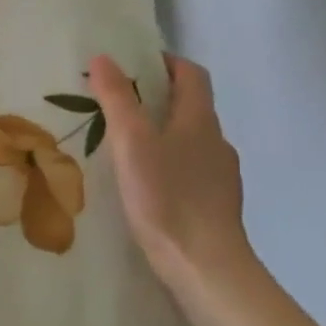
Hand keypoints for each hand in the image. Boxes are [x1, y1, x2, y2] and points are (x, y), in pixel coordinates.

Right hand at [90, 53, 251, 291]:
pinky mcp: (217, 207)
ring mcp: (221, 177)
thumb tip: (104, 57)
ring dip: (164, 135)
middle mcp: (217, 142)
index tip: (136, 63)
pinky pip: (192, 173)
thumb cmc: (167, 197)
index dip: (167, 62)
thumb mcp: (131, 142)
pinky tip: (148, 187)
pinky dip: (171, 167)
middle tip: (120, 104)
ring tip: (127, 148)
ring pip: (191, 142)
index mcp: (200, 120)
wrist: (206, 269)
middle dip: (158, 99)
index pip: (191, 74)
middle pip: (191, 107)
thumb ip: (117, 98)